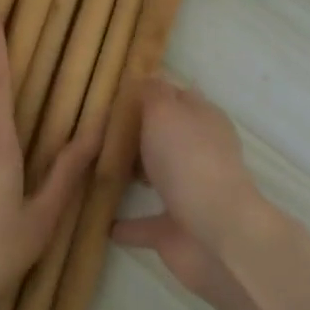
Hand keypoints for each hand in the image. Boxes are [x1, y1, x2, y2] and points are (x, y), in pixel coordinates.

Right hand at [113, 78, 278, 302]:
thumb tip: (148, 75)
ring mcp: (190, 192)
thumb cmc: (189, 161)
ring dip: (133, 176)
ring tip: (94, 170)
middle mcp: (200, 153)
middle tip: (96, 131)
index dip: (150, 93)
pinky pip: (145, 224)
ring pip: (158, 178)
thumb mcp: (166, 112)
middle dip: (138, 135)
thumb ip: (153, 93)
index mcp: (204, 120)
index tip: (114, 95)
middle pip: (166, 137)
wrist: (215, 233)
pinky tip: (101, 223)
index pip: (177, 97)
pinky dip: (126, 224)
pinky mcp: (176, 230)